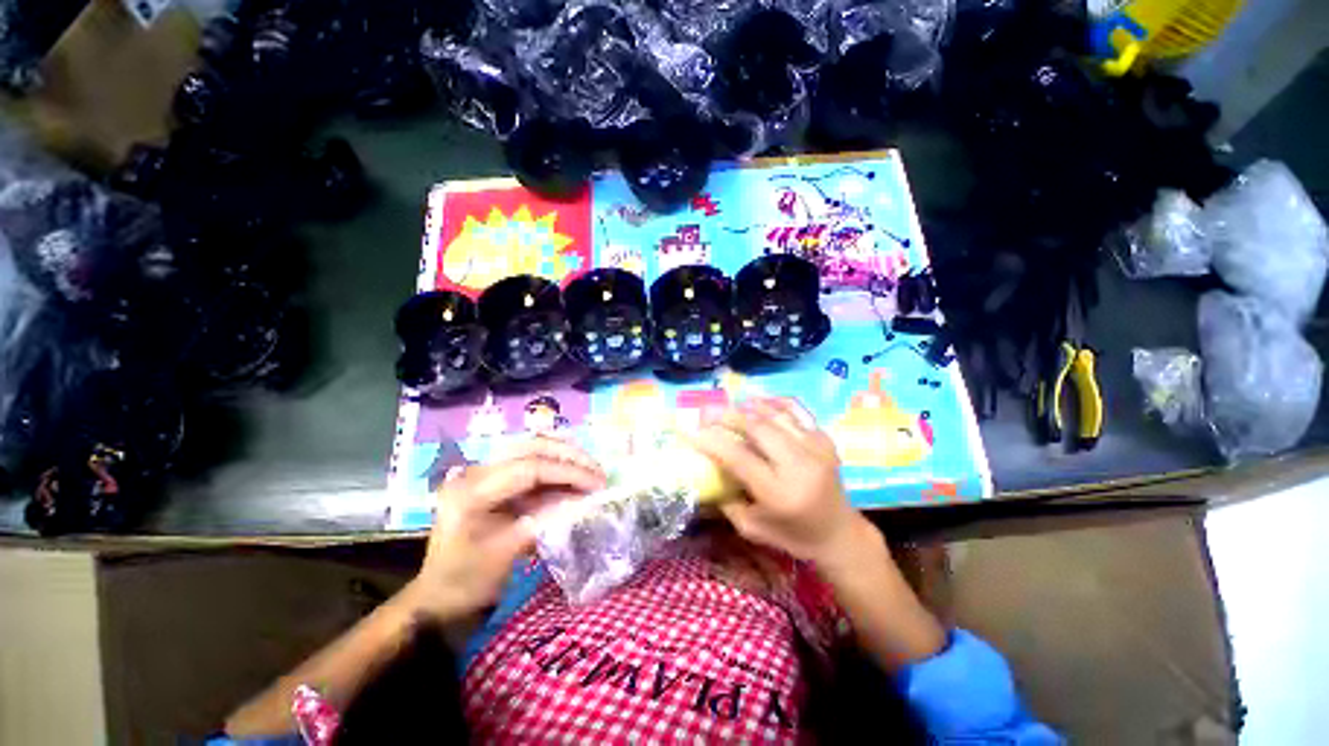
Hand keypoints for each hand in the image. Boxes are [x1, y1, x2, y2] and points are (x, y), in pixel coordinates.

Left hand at [402, 437, 605, 621]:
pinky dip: (556, 466)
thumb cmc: (466, 581)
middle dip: (570, 456)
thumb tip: (584, 501)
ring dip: (565, 456)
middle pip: (531, 447)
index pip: (530, 468)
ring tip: (591, 470)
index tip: (598, 483)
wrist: (437, 595)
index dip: (568, 472)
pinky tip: (574, 474)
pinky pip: (530, 462)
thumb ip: (545, 521)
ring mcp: (484, 471)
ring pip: (532, 448)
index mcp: (471, 491)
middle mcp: (476, 471)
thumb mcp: (506, 555)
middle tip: (598, 471)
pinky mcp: (494, 478)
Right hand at [693, 397, 865, 565]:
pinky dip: (774, 402)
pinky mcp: (825, 439)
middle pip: (757, 428)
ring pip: (775, 415)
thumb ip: (727, 498)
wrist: (839, 533)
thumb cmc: (792, 536)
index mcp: (778, 493)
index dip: (712, 441)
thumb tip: (708, 468)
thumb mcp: (751, 528)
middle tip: (707, 412)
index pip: (738, 457)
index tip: (691, 431)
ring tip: (729, 405)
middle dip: (727, 416)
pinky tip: (758, 400)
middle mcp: (798, 466)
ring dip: (748, 407)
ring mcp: (815, 448)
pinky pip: (796, 410)